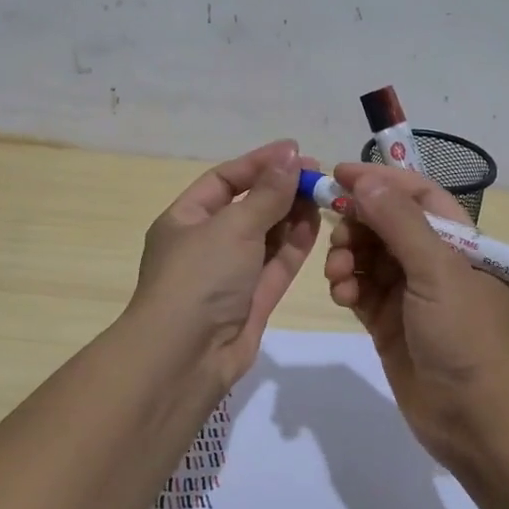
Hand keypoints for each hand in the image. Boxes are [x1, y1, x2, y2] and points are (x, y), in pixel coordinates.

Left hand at [129, 140, 322, 394]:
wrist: (186, 357)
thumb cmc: (200, 278)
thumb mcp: (233, 226)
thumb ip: (267, 193)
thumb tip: (291, 155)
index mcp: (185, 220)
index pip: (224, 181)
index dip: (259, 164)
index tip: (296, 151)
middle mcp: (206, 244)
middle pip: (248, 207)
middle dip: (280, 189)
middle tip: (319, 176)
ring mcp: (230, 274)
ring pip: (266, 236)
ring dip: (292, 215)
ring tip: (324, 195)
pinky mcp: (252, 301)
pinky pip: (276, 265)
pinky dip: (295, 244)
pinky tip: (316, 223)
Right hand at [322, 163, 508, 458]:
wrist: (475, 417)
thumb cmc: (465, 335)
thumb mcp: (437, 271)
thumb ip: (400, 223)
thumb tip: (367, 181)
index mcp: (458, 241)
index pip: (417, 194)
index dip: (380, 181)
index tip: (338, 175)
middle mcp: (433, 262)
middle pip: (386, 224)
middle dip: (358, 224)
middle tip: (337, 236)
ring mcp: (410, 294)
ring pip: (368, 257)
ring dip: (348, 257)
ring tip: (339, 275)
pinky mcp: (389, 323)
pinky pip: (360, 290)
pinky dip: (347, 286)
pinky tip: (342, 295)